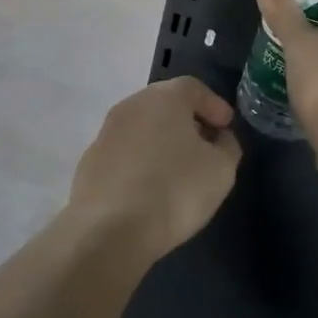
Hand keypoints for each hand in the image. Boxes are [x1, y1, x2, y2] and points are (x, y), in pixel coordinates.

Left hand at [68, 77, 242, 261]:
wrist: (109, 230)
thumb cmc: (175, 190)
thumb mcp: (221, 169)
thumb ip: (227, 145)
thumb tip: (219, 138)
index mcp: (163, 98)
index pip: (193, 88)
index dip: (214, 105)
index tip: (226, 128)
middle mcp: (130, 106)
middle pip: (165, 104)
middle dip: (188, 122)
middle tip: (206, 146)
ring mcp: (105, 133)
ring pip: (142, 128)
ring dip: (162, 142)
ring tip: (179, 170)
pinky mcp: (90, 162)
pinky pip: (124, 153)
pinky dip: (141, 162)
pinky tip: (150, 188)